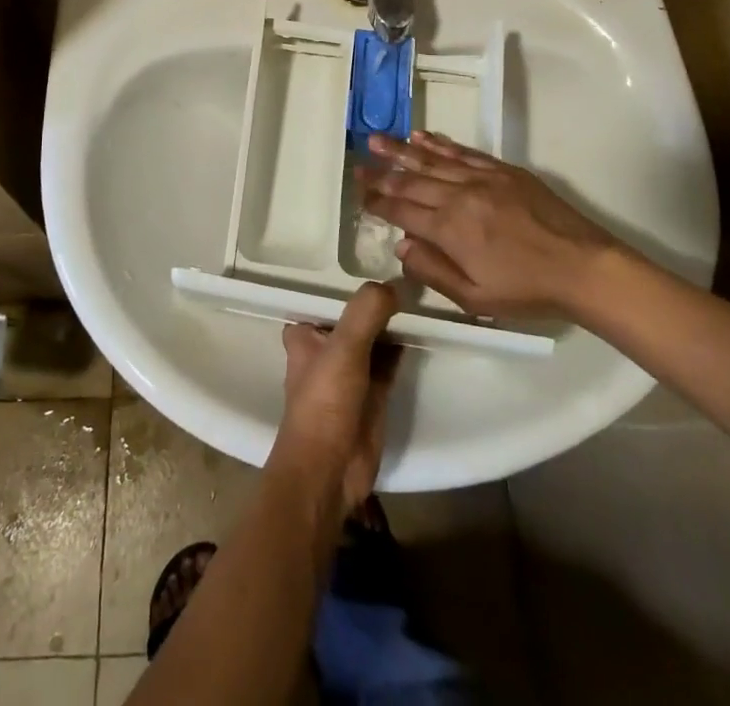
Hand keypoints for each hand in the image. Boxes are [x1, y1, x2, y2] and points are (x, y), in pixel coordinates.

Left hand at [271, 282, 400, 516]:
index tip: (381, 259)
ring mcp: (350, 371)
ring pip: (375, 337)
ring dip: (393, 323)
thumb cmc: (324, 402)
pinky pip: (390, 361)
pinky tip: (423, 329)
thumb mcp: (344, 347)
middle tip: (411, 274)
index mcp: (306, 333)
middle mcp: (326, 348)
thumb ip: (366, 312)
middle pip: (356, 316)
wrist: (329, 470)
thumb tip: (393, 285)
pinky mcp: (373, 393)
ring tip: (422, 295)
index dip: (353, 281)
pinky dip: (403, 347)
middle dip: (378, 302)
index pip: (330, 296)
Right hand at [362, 131, 626, 318]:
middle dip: (381, 174)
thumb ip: (433, 271)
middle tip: (357, 164)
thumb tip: (401, 245)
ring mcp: (481, 178)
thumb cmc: (527, 290)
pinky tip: (421, 136)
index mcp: (449, 229)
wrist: (583, 266)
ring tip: (377, 140)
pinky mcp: (501, 170)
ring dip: (401, 150)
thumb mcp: (475, 298)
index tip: (358, 192)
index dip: (377, 202)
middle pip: (411, 181)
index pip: (402, 211)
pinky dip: (439, 143)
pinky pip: (462, 152)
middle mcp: (458, 197)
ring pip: (431, 160)